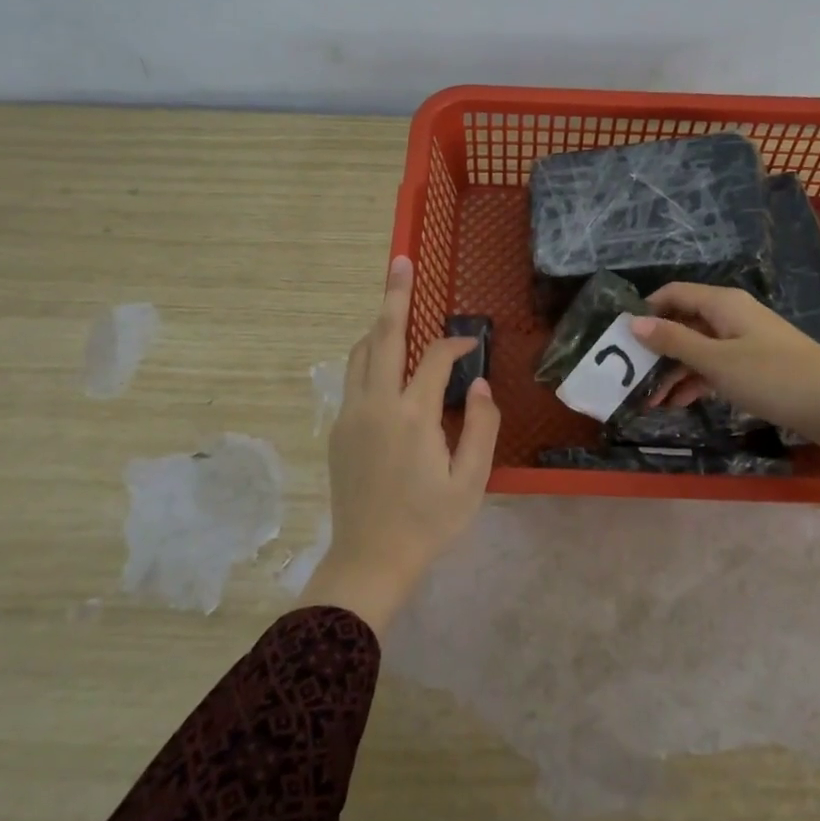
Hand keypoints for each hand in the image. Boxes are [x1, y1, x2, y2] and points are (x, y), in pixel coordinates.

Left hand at [302, 256, 500, 631]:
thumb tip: (479, 384)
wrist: (370, 559)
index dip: (455, 344)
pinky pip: (352, 376)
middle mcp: (375, 404)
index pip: (434, 358)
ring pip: (361, 353)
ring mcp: (350, 414)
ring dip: (379, 326)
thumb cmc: (428, 523)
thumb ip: (480, 426)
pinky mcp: (338, 429)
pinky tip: (383, 360)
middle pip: (384, 336)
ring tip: (394, 304)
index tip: (471, 345)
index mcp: (412, 415)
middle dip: (395, 296)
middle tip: (400, 261)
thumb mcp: (471, 481)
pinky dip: (368, 355)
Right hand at [630, 282, 819, 442]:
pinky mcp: (755, 366)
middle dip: (656, 349)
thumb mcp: (717, 360)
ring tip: (648, 400)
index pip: (673, 294)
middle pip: (683, 323)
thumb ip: (674, 341)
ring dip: (673, 371)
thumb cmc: (774, 376)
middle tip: (628, 377)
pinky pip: (715, 366)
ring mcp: (744, 341)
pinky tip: (677, 404)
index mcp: (722, 303)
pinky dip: (695, 381)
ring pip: (698, 349)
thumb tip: (634, 322)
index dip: (645, 310)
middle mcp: (731, 316)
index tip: (619, 337)